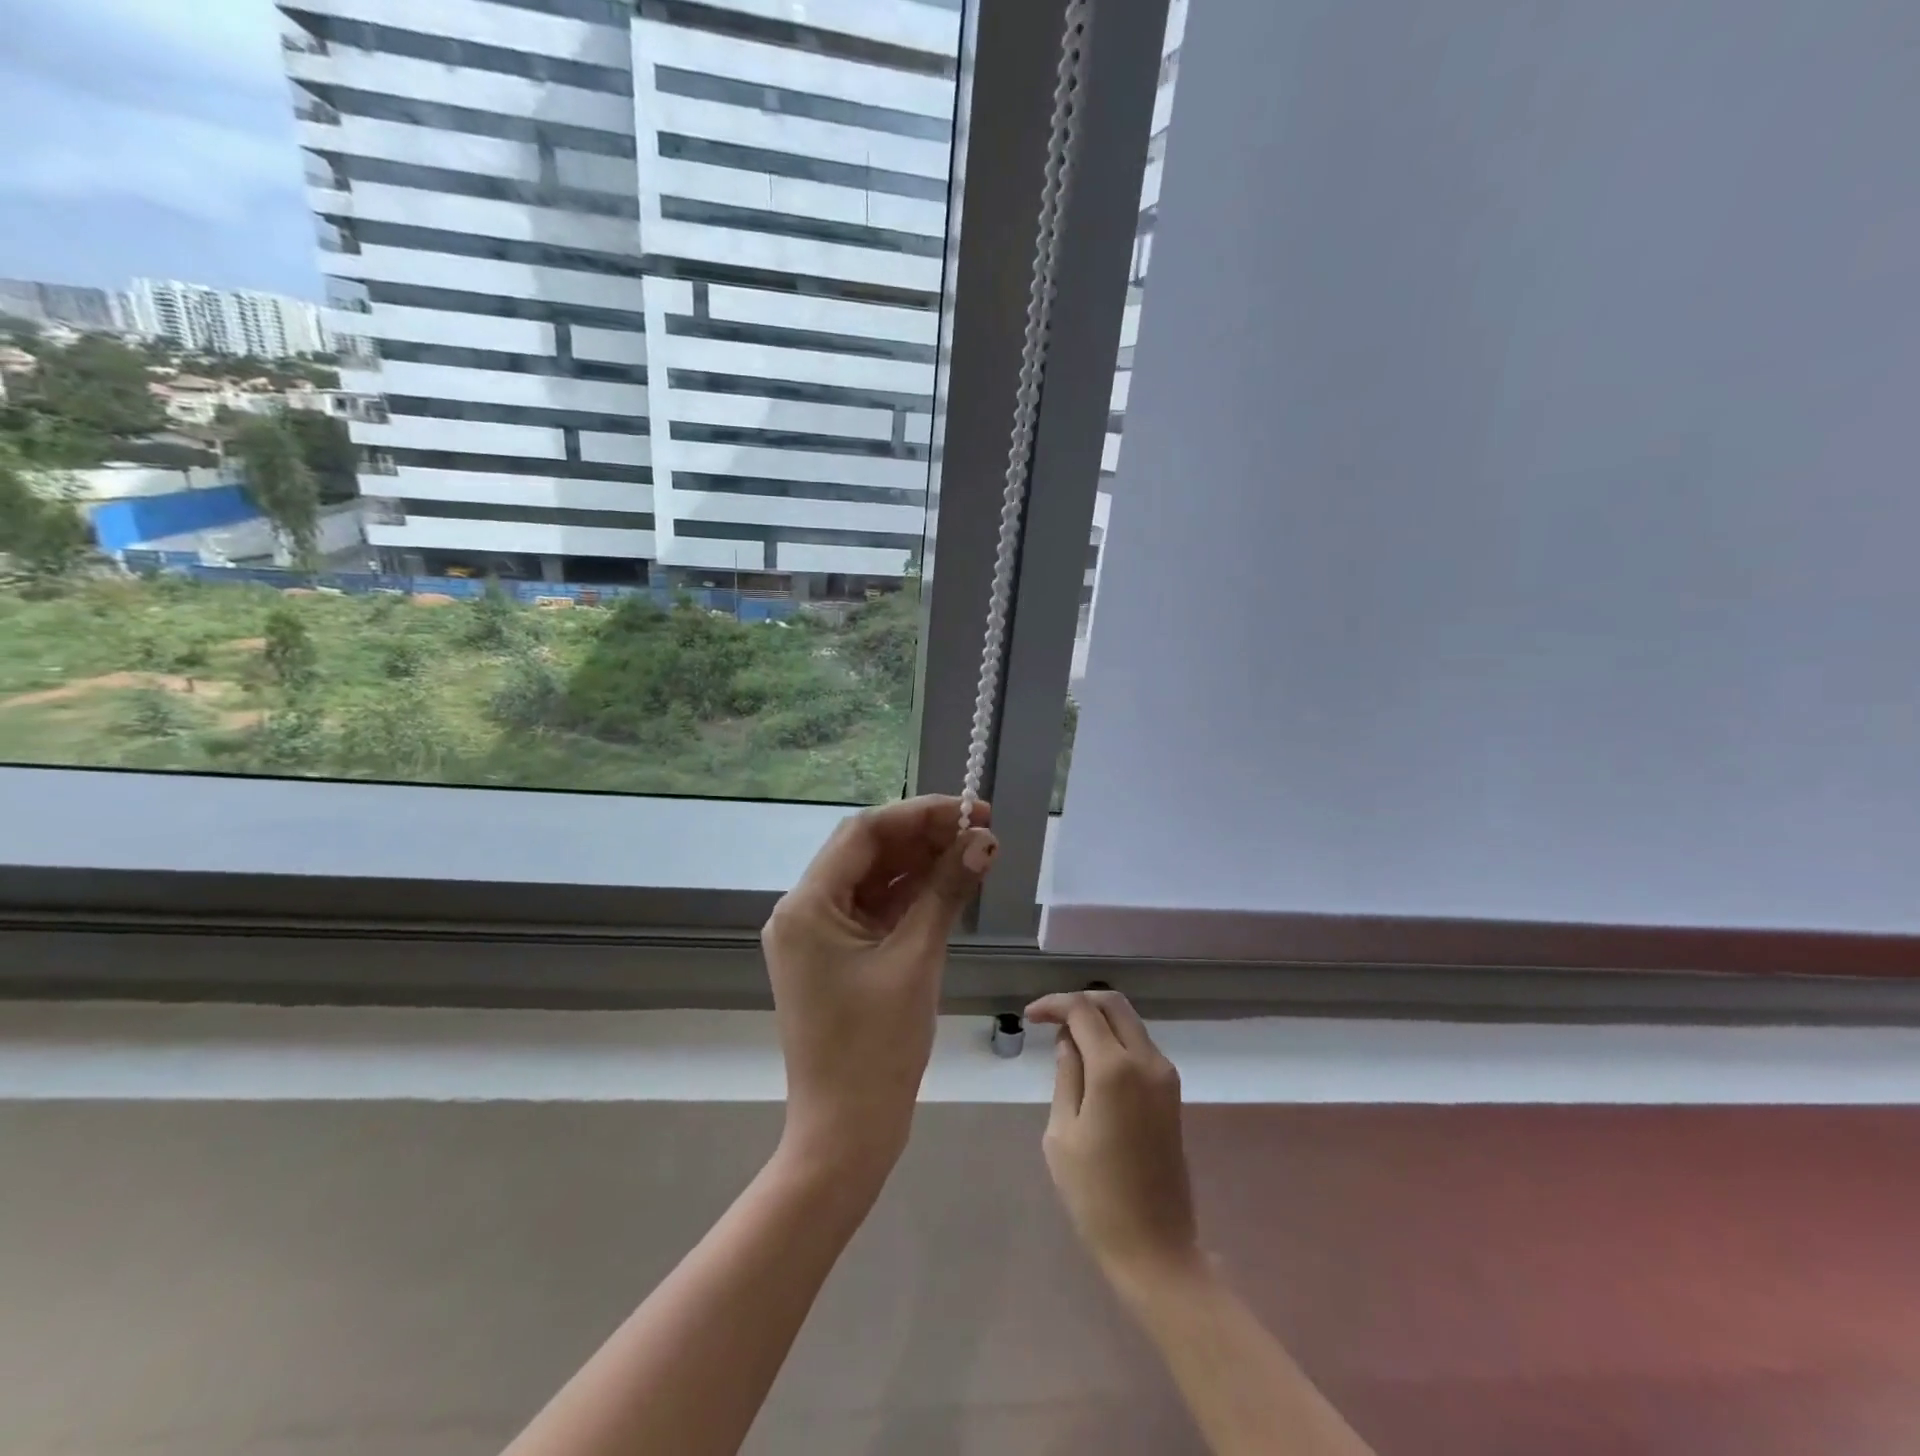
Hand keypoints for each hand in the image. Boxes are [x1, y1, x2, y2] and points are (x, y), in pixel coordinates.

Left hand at [762, 795, 997, 1182]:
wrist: (846, 1134)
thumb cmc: (875, 1049)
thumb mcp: (915, 960)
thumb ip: (947, 892)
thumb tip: (983, 841)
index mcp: (807, 906)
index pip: (864, 833)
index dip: (919, 814)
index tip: (970, 810)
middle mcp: (804, 911)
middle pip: (867, 853)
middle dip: (923, 837)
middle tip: (980, 831)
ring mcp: (818, 935)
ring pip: (873, 880)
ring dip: (921, 864)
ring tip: (974, 852)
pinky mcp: (836, 956)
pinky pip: (875, 910)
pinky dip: (911, 896)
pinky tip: (951, 884)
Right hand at [1025, 990, 1200, 1287]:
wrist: (1155, 1248)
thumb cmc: (1096, 1195)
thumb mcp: (1062, 1133)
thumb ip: (1066, 1076)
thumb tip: (1068, 1041)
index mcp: (1115, 1068)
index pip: (1082, 1010)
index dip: (1053, 1004)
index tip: (1029, 1017)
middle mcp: (1147, 1061)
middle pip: (1113, 1004)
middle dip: (1078, 1002)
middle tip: (1049, 1019)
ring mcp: (1165, 1076)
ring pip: (1130, 1022)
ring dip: (1098, 1020)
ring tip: (1066, 1042)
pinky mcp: (1171, 1093)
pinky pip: (1140, 1046)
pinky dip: (1114, 1040)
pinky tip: (1091, 1063)